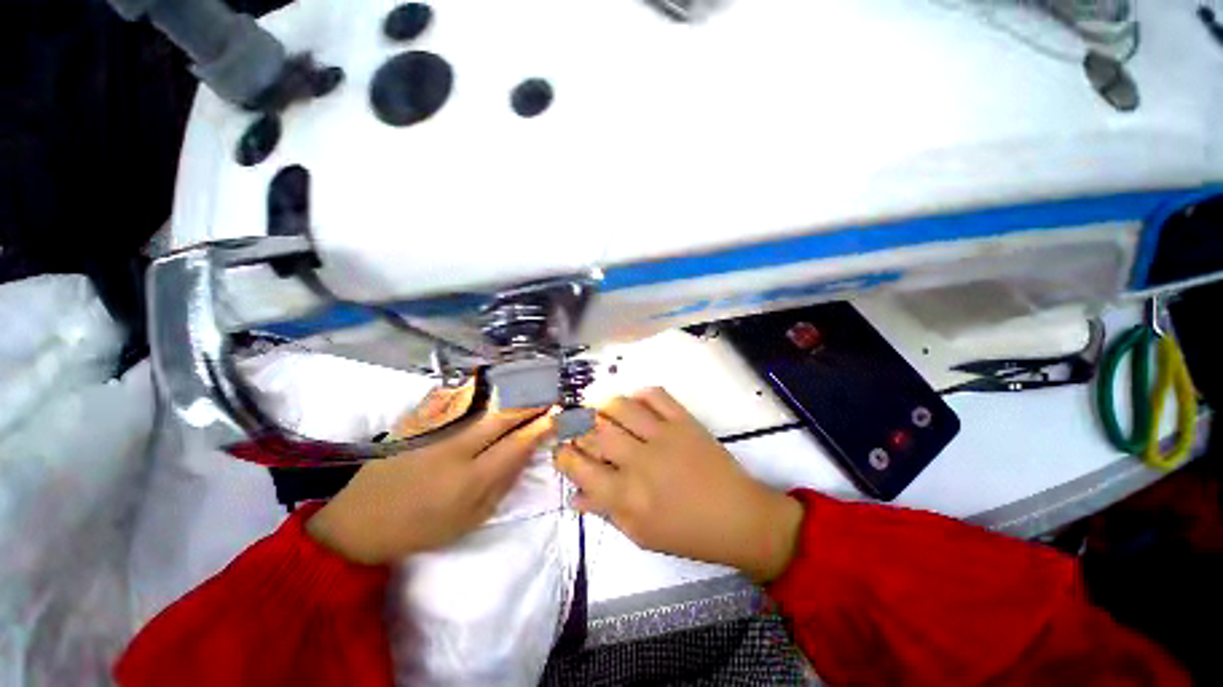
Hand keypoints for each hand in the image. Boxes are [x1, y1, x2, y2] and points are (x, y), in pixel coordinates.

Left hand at [307, 386, 553, 564]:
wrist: (360, 521)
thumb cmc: (422, 527)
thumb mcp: (470, 519)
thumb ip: (503, 483)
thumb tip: (526, 451)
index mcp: (471, 479)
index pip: (518, 443)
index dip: (541, 426)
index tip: (557, 414)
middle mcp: (455, 447)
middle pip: (503, 414)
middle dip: (530, 402)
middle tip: (547, 394)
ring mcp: (434, 429)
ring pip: (481, 399)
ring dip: (508, 390)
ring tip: (527, 384)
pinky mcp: (417, 420)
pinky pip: (452, 397)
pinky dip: (475, 388)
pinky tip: (487, 383)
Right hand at [555, 388, 803, 581]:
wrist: (738, 517)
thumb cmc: (687, 534)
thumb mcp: (640, 535)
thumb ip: (605, 511)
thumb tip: (575, 495)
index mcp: (626, 496)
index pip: (580, 468)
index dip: (563, 455)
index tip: (560, 448)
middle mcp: (639, 461)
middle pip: (595, 431)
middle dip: (576, 425)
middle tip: (573, 423)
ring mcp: (663, 436)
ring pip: (621, 407)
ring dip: (603, 405)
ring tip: (598, 408)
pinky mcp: (684, 421)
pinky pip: (656, 395)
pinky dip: (640, 393)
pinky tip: (633, 400)